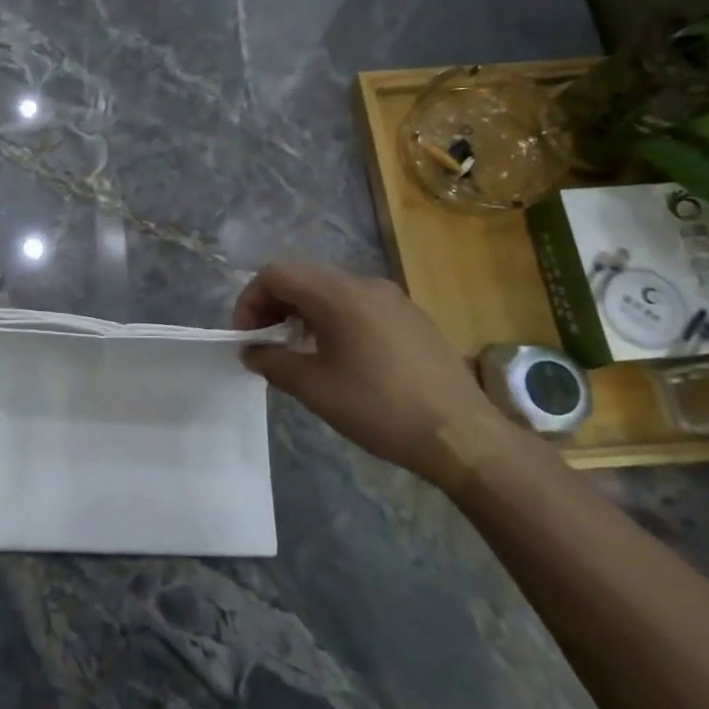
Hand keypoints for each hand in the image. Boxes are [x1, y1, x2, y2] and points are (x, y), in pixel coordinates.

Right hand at [234, 260, 512, 485]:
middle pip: (303, 277)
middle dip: (274, 305)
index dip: (250, 300)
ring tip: (298, 352)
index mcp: (338, 294)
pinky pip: (359, 305)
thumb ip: (273, 362)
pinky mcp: (412, 318)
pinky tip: (341, 358)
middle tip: (265, 343)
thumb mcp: (313, 388)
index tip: (246, 337)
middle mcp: (365, 284)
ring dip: (304, 313)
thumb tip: (252, 351)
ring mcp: (393, 299)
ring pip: (332, 291)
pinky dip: (334, 320)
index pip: (276, 273)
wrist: (461, 435)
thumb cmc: (379, 407)